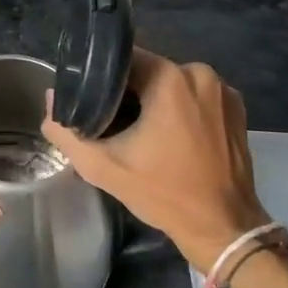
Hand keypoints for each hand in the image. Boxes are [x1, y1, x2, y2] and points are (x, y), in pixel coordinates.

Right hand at [40, 48, 265, 271]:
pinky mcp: (237, 108)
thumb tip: (51, 101)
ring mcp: (223, 90)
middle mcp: (200, 74)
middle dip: (128, 92)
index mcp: (170, 78)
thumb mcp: (103, 166)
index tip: (89, 99)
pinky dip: (180, 109)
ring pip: (172, 84)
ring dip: (155, 101)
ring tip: (138, 130)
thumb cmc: (163, 193)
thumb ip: (67, 132)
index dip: (101, 78)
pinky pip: (196, 97)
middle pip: (149, 71)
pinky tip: (170, 137)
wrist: (223, 228)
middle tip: (110, 120)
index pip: (122, 60)